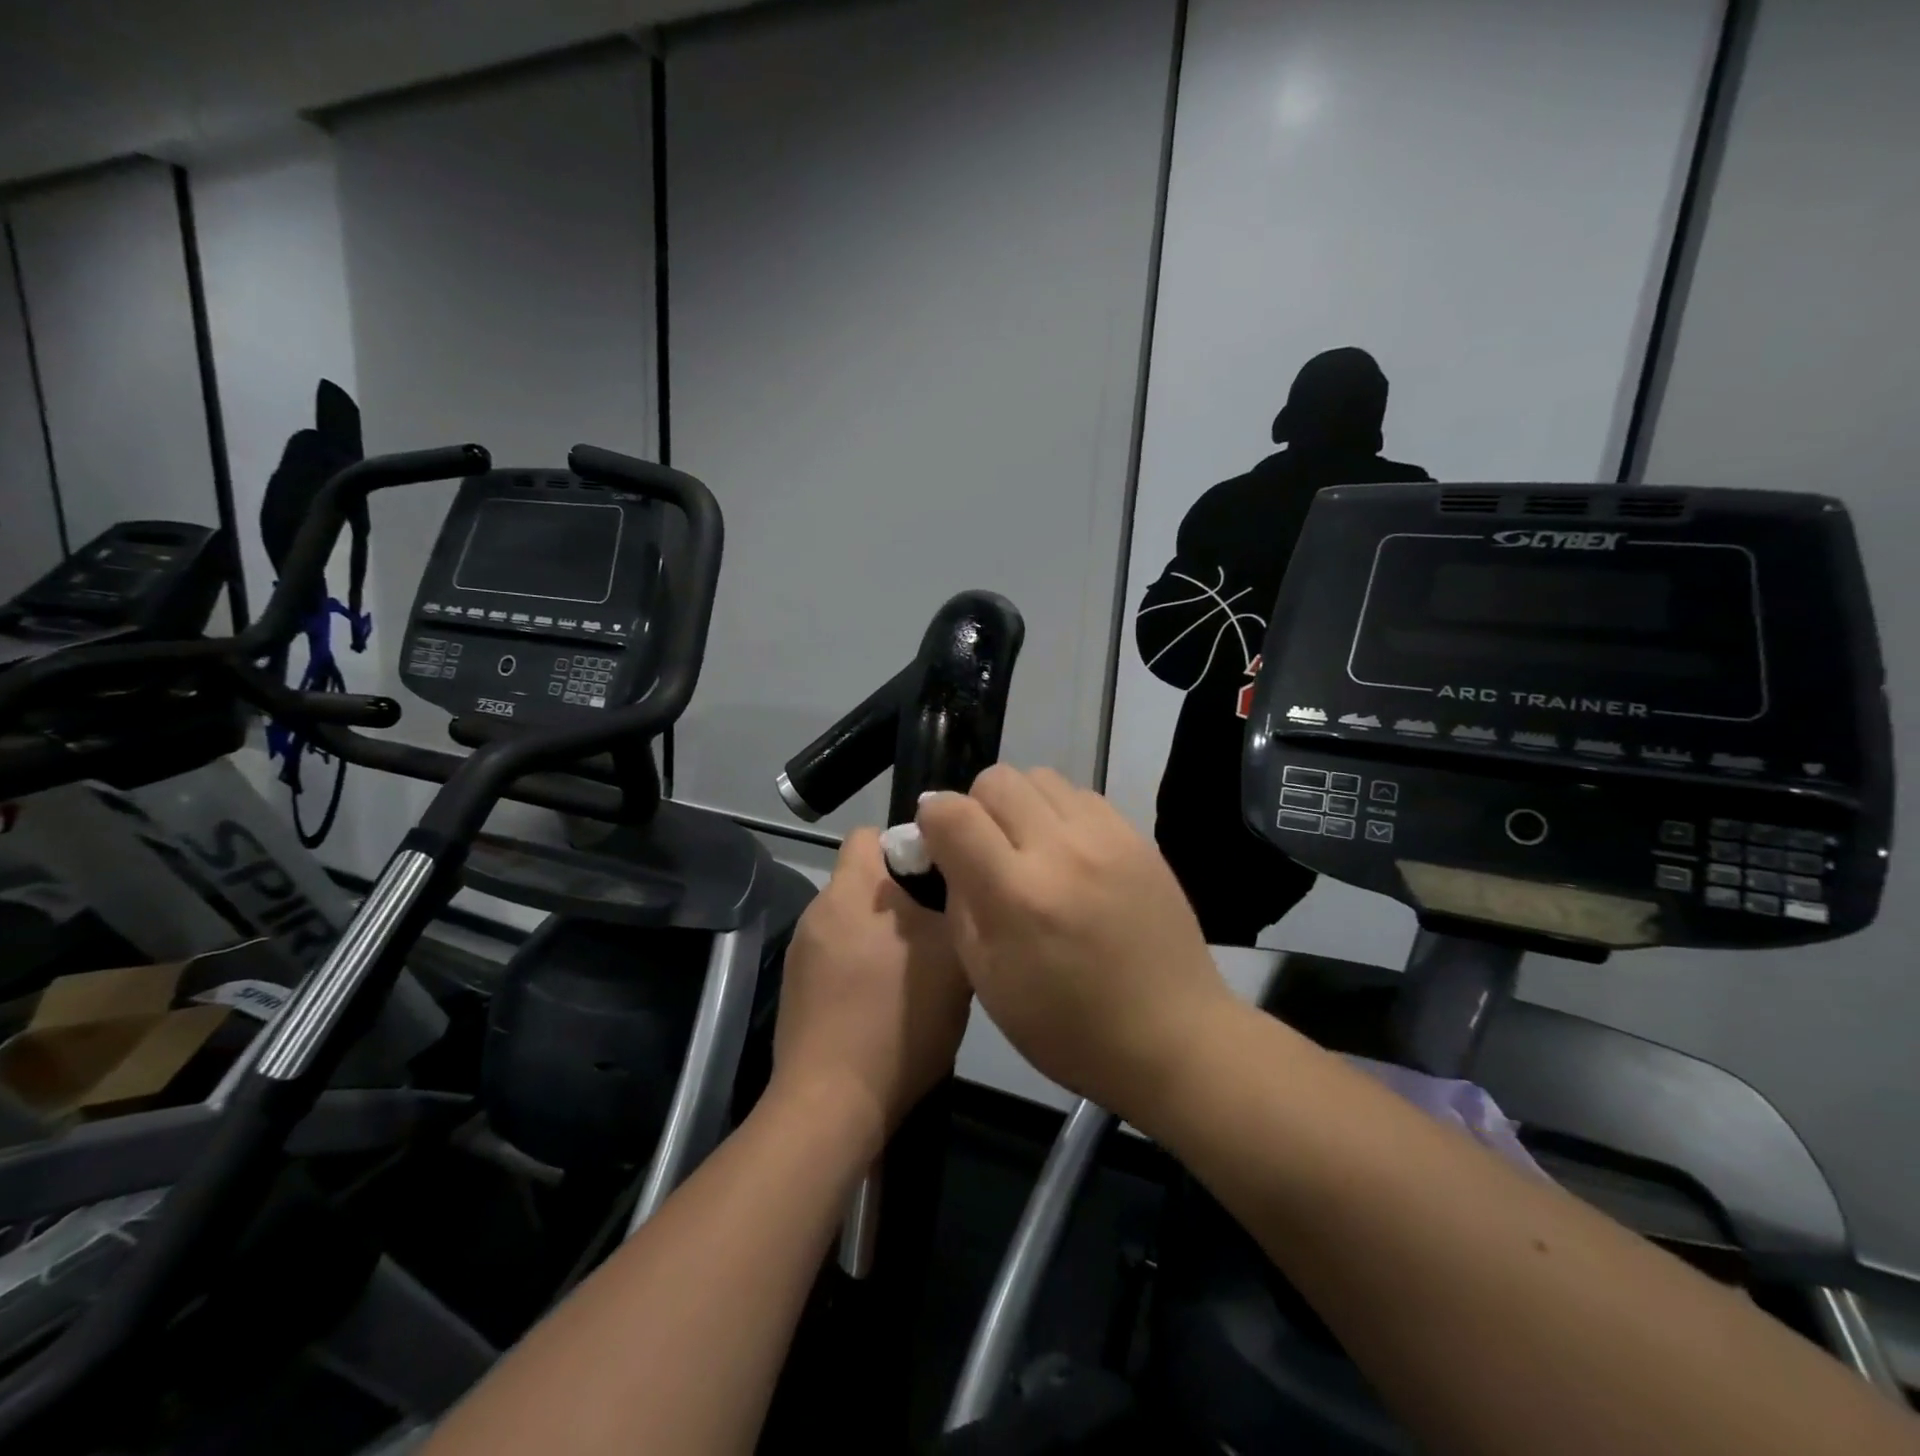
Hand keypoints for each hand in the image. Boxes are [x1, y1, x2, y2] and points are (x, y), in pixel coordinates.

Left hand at [770, 829, 972, 1150]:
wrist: (833, 1103)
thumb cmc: (898, 1017)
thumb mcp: (952, 954)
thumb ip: (956, 904)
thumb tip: (956, 881)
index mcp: (851, 890)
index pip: (870, 834)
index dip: (907, 845)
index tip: (940, 877)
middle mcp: (819, 911)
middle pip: (864, 880)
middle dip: (901, 896)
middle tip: (938, 927)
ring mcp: (801, 953)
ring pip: (853, 922)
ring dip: (881, 934)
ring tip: (916, 970)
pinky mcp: (796, 991)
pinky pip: (836, 958)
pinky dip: (859, 966)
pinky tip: (884, 1003)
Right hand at [916, 766, 1234, 1117]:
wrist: (1173, 1035)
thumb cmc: (1068, 1027)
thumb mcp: (988, 981)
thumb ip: (959, 905)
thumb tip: (947, 853)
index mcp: (1017, 894)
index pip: (953, 813)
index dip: (932, 819)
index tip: (937, 842)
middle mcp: (1061, 849)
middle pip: (996, 779)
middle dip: (975, 805)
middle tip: (985, 847)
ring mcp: (1106, 836)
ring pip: (1040, 776)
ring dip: (1020, 804)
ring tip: (1029, 847)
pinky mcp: (1137, 836)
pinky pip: (1081, 794)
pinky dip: (1060, 812)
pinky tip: (1069, 853)